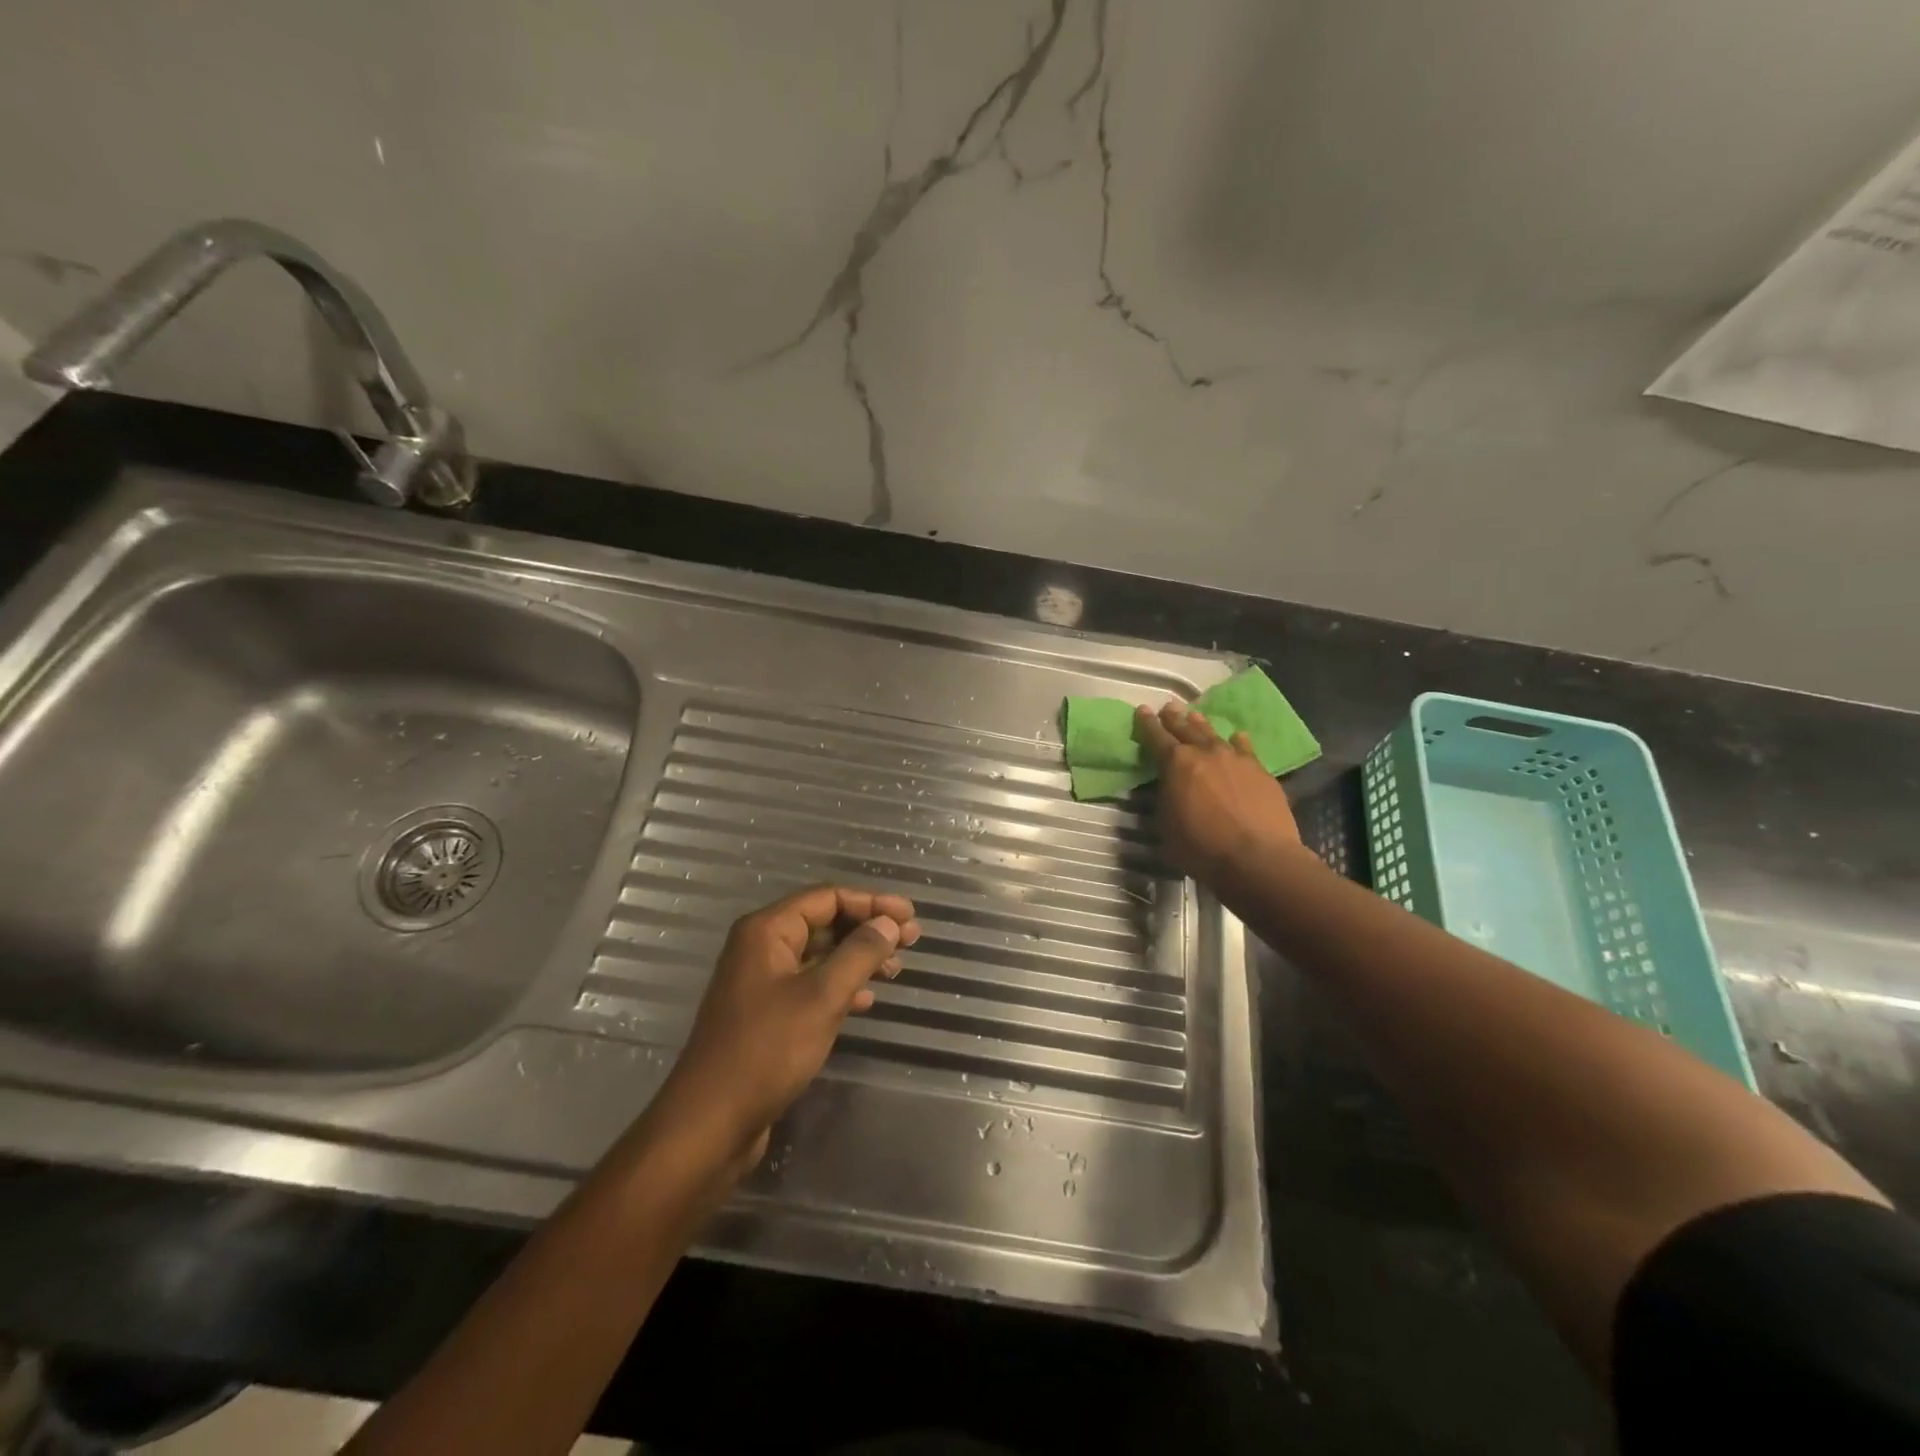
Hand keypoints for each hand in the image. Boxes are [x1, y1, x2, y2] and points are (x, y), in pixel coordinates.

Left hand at [647, 885, 921, 1168]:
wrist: (711, 1122)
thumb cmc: (767, 1050)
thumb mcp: (822, 996)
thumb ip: (859, 953)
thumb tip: (888, 922)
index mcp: (767, 930)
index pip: (827, 897)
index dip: (872, 902)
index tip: (909, 916)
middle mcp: (761, 947)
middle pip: (823, 922)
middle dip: (868, 928)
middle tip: (911, 940)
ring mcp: (761, 982)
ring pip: (819, 955)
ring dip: (858, 957)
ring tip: (895, 969)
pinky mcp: (765, 1014)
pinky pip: (810, 985)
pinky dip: (840, 985)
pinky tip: (866, 1000)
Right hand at [1134, 701, 1302, 881]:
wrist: (1257, 856)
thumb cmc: (1201, 847)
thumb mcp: (1166, 826)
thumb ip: (1165, 801)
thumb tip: (1167, 791)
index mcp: (1175, 764)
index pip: (1156, 737)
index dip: (1147, 724)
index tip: (1142, 710)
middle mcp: (1205, 753)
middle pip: (1185, 728)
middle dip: (1174, 718)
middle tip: (1168, 707)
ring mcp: (1235, 758)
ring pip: (1213, 734)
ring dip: (1201, 724)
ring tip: (1194, 715)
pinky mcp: (1260, 770)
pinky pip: (1244, 748)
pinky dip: (1237, 741)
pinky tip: (1237, 737)